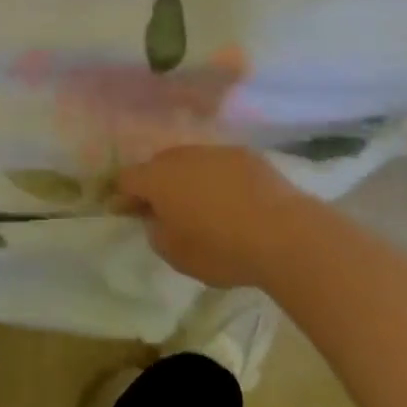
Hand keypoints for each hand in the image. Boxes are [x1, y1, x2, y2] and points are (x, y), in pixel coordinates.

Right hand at [115, 145, 313, 288]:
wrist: (283, 233)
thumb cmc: (221, 248)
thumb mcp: (177, 255)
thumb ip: (156, 233)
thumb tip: (157, 219)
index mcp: (158, 178)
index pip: (127, 179)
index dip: (123, 196)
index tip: (127, 213)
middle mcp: (182, 156)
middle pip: (158, 165)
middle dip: (157, 185)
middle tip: (165, 210)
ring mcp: (215, 151)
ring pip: (191, 162)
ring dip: (189, 180)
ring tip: (203, 206)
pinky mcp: (246, 155)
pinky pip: (220, 165)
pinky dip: (219, 179)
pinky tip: (233, 201)